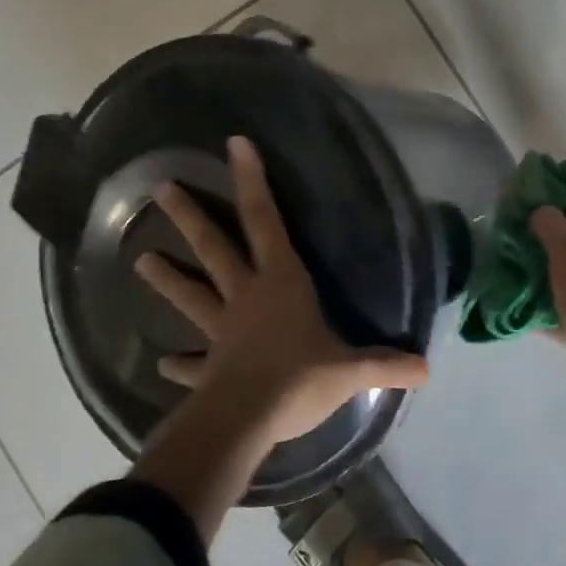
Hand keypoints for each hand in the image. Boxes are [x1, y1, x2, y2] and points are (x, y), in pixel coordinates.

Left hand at [135, 135, 428, 445]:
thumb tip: (427, 369)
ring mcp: (221, 329)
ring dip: (167, 279)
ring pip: (191, 295)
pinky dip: (178, 363)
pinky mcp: (208, 367)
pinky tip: (163, 364)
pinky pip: (191, 362)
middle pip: (214, 247)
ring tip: (138, 260)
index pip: (265, 220)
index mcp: (280, 282)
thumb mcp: (349, 371)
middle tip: (161, 189)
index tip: (234, 144)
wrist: (248, 420)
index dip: (251, 180)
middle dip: (190, 216)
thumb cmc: (300, 379)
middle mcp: (246, 295)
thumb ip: (385, 365)